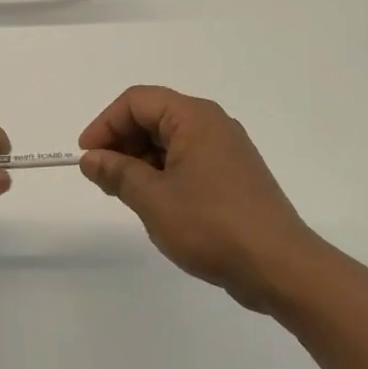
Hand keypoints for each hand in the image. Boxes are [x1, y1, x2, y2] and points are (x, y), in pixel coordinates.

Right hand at [79, 86, 319, 312]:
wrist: (280, 267)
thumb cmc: (211, 225)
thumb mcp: (152, 199)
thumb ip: (116, 173)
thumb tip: (91, 158)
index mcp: (194, 118)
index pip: (136, 101)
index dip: (105, 124)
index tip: (86, 156)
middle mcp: (213, 124)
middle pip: (153, 116)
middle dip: (121, 142)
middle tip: (102, 178)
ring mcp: (227, 150)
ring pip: (170, 140)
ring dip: (140, 160)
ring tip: (124, 194)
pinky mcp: (234, 176)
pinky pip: (188, 160)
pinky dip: (163, 173)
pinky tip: (154, 203)